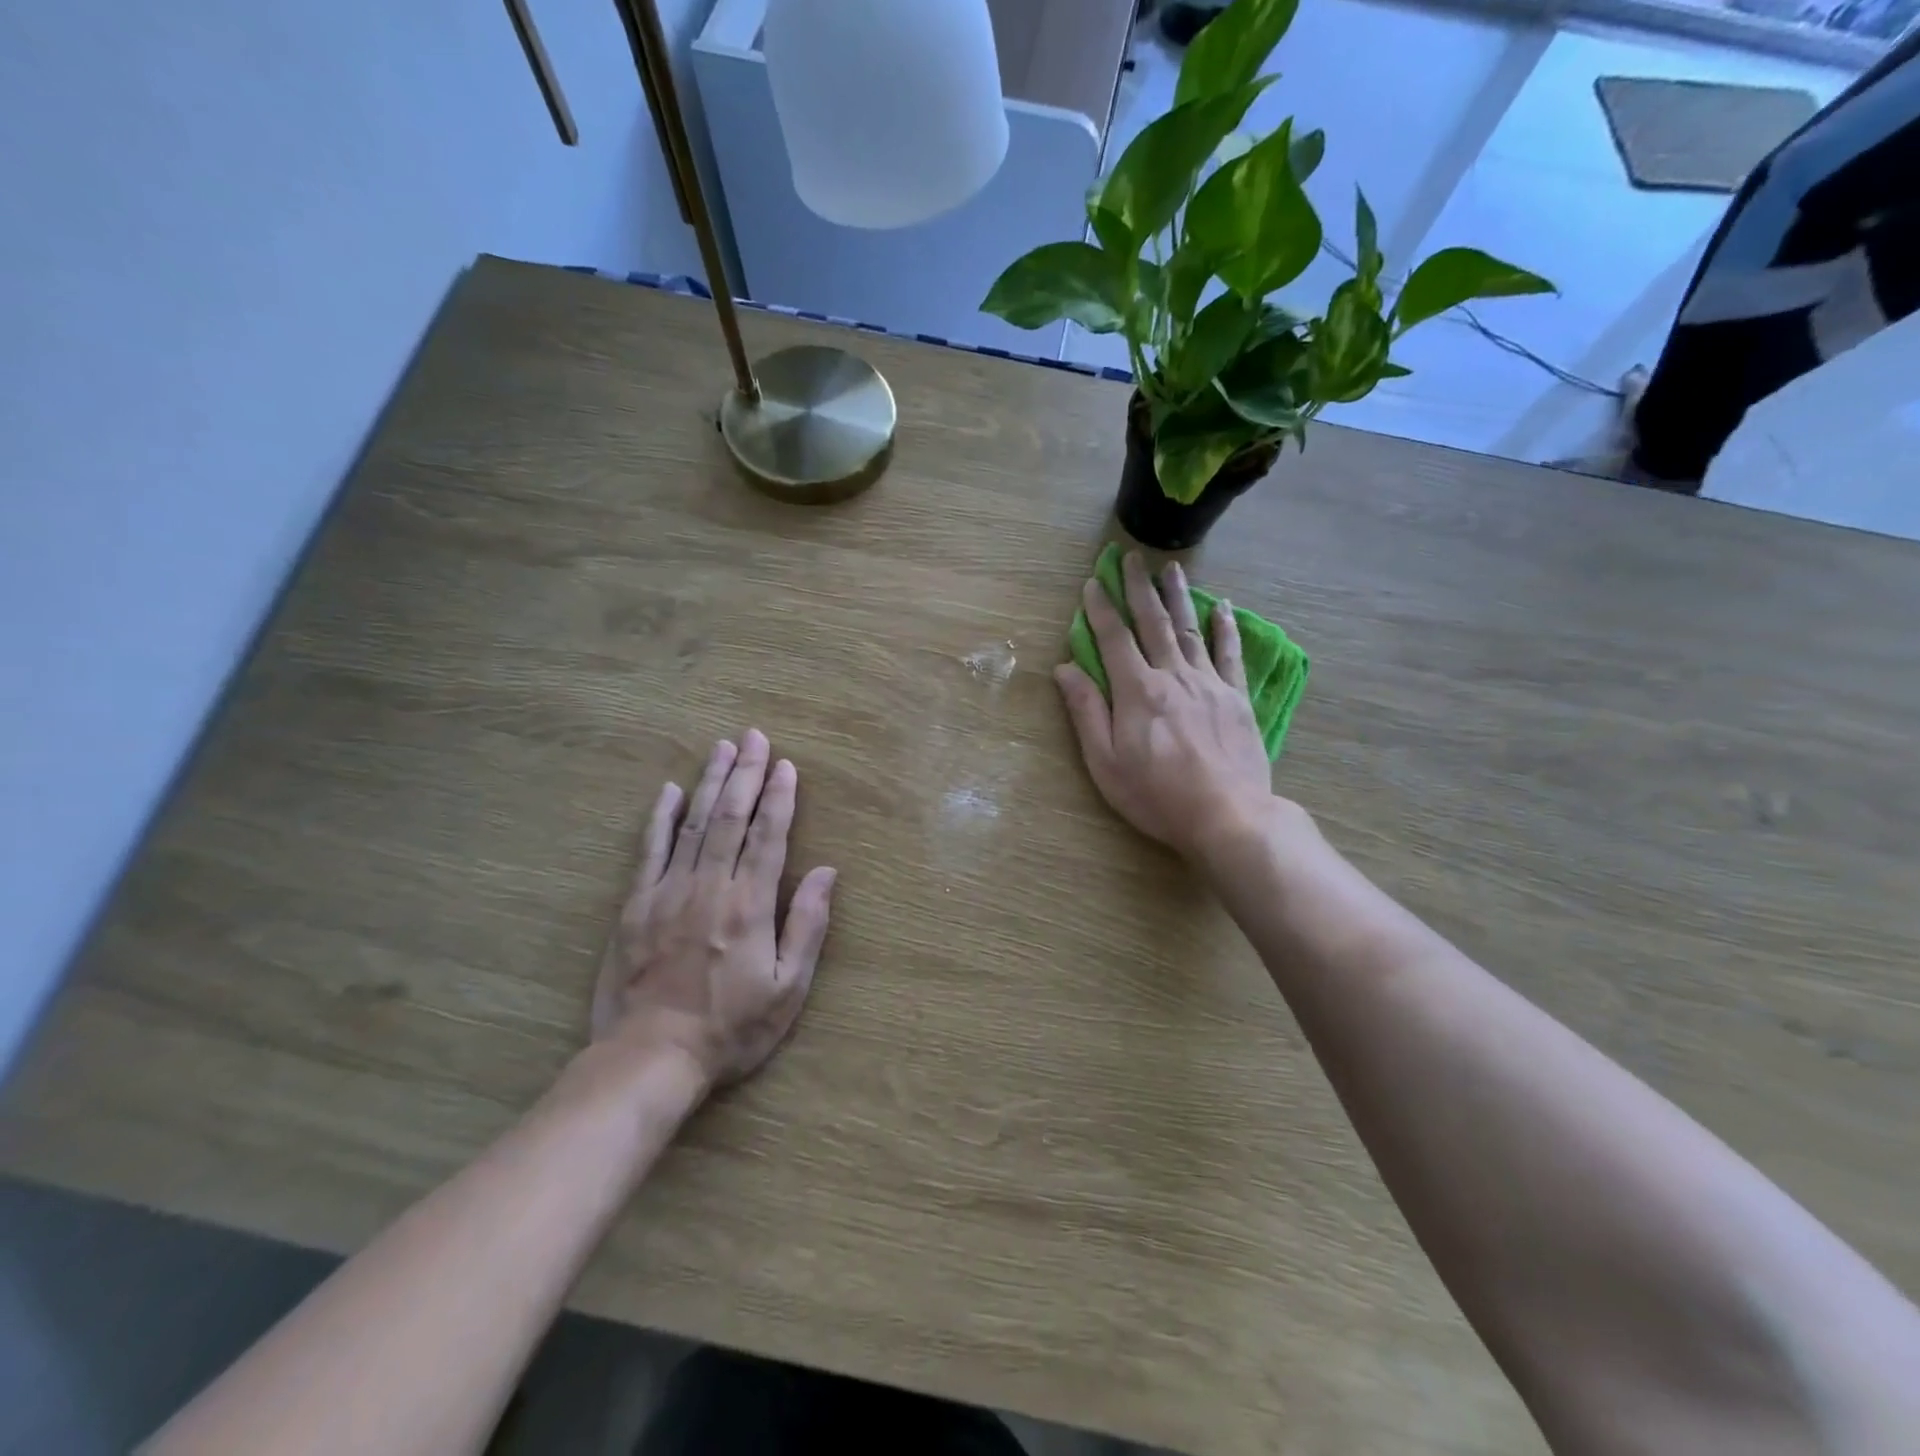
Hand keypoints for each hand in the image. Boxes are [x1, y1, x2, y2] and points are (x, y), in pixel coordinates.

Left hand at [592, 730, 836, 1090]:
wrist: (650, 1058)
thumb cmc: (731, 1027)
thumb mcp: (788, 988)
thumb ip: (807, 925)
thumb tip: (826, 871)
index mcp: (750, 904)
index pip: (769, 835)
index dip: (780, 796)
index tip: (787, 764)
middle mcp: (710, 886)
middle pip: (730, 817)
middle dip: (746, 773)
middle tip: (755, 736)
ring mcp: (668, 892)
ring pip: (692, 823)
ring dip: (710, 782)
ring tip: (722, 748)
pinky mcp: (635, 905)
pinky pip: (649, 850)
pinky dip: (659, 818)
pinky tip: (668, 791)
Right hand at [1054, 553, 1277, 862]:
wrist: (1227, 816)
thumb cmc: (1156, 795)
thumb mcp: (1105, 762)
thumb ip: (1086, 711)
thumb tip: (1065, 668)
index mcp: (1136, 691)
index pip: (1114, 639)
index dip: (1100, 609)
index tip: (1092, 583)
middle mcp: (1172, 676)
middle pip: (1152, 623)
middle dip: (1138, 588)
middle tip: (1131, 558)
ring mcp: (1209, 684)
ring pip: (1189, 629)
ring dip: (1177, 596)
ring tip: (1170, 568)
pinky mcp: (1236, 697)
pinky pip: (1229, 653)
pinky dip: (1224, 627)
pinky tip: (1221, 606)